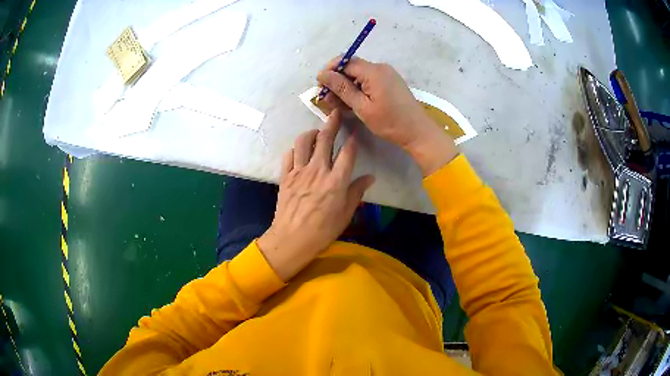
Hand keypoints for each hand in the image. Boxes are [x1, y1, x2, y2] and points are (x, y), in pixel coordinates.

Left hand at [258, 110, 374, 280]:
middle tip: (334, 114)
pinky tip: (299, 151)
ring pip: (303, 142)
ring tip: (316, 132)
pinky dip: (295, 150)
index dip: (352, 140)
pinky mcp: (285, 177)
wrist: (292, 239)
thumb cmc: (323, 230)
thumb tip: (370, 177)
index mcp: (336, 181)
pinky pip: (289, 156)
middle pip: (325, 140)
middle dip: (331, 124)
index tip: (354, 133)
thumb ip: (357, 192)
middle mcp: (318, 171)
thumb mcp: (346, 213)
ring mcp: (299, 172)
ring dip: (310, 133)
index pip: (347, 153)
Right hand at [317, 57, 457, 175]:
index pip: (345, 61)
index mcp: (374, 71)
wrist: (417, 132)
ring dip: (346, 88)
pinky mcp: (389, 82)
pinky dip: (358, 90)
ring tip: (337, 105)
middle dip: (337, 81)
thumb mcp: (362, 107)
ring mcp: (386, 74)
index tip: (320, 86)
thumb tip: (322, 74)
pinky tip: (351, 103)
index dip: (330, 71)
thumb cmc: (390, 122)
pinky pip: (368, 81)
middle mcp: (380, 68)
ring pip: (359, 75)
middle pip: (351, 68)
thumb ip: (342, 89)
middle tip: (327, 100)